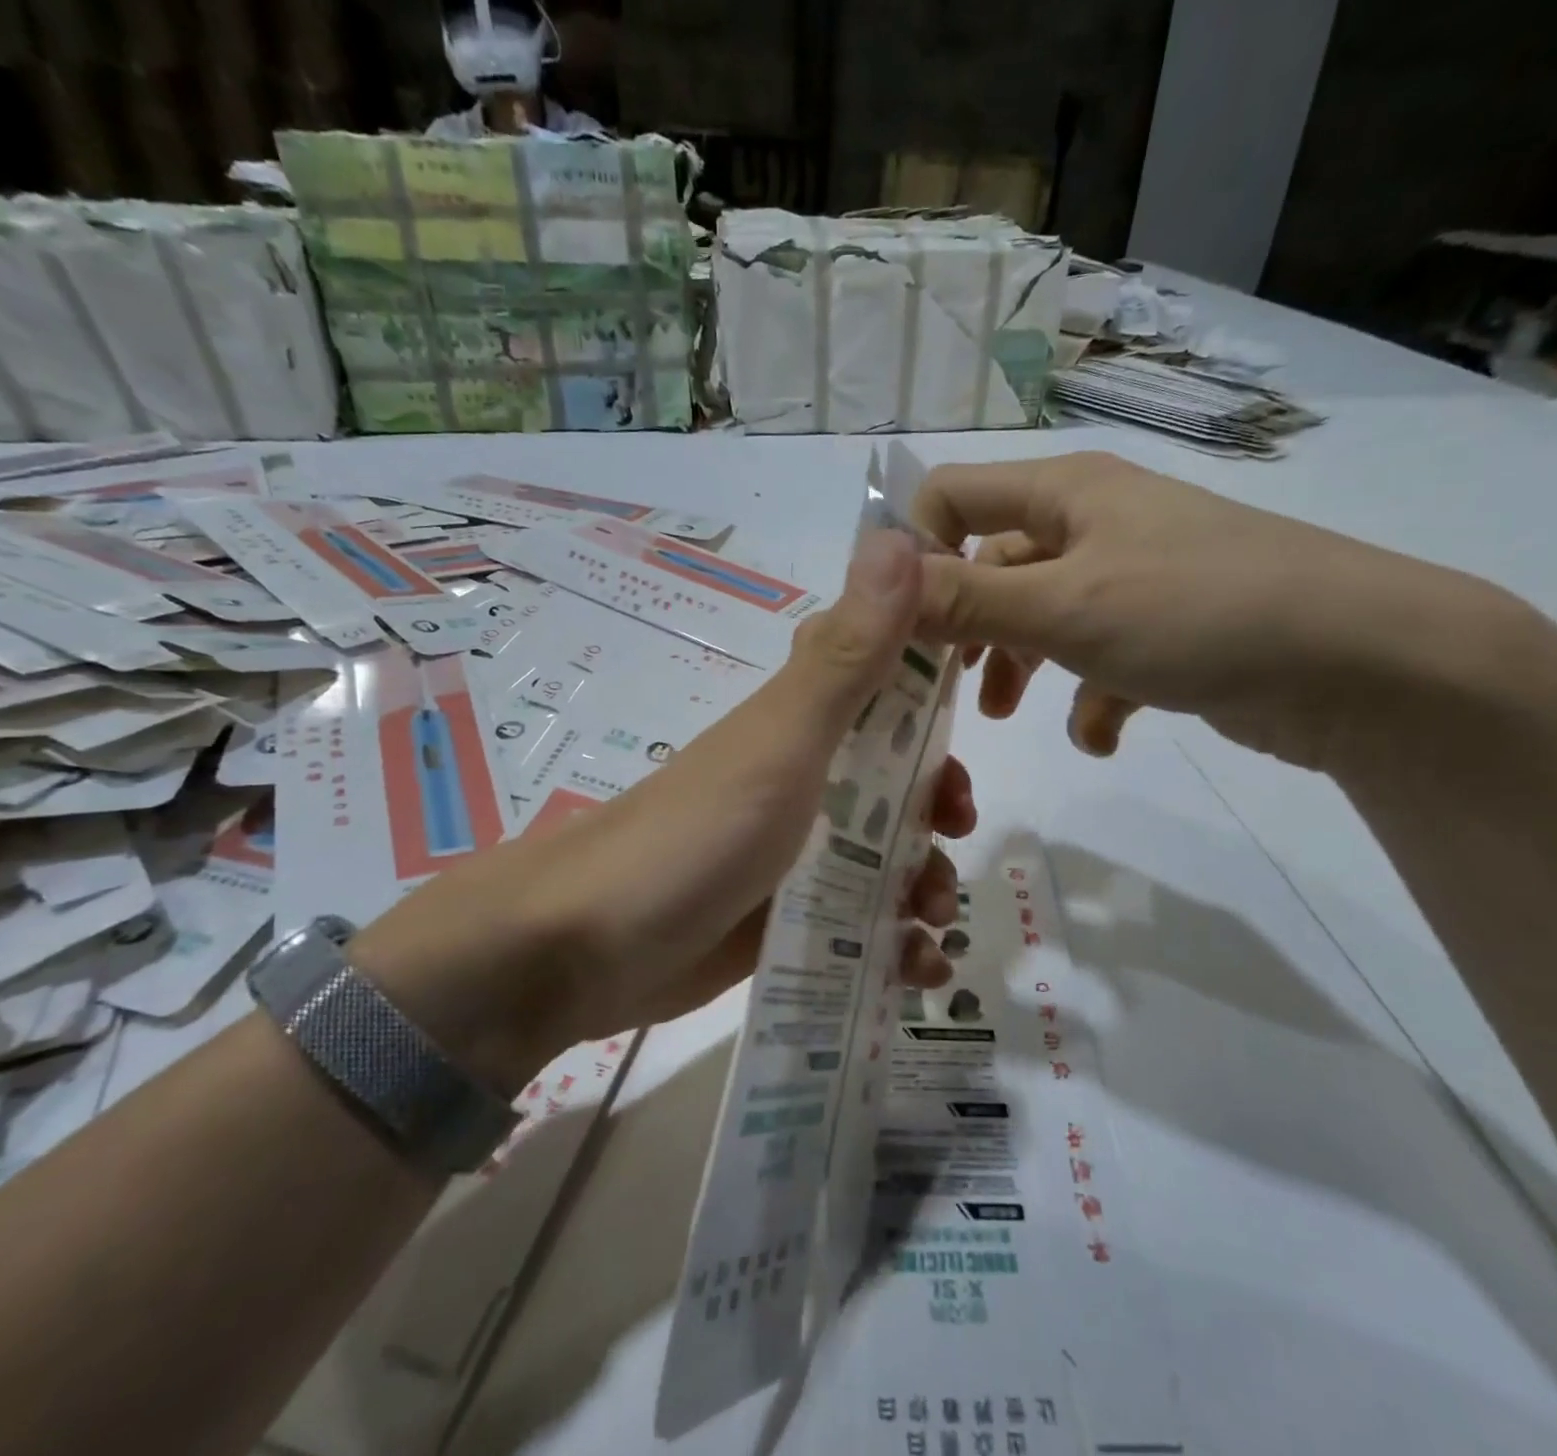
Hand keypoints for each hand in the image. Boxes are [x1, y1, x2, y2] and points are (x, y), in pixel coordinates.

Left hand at [350, 529, 973, 1092]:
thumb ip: (848, 656)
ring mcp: (794, 854)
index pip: (893, 691)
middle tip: (952, 837)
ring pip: (886, 858)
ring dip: (925, 887)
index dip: (939, 704)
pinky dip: (897, 948)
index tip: (976, 732)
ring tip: (929, 929)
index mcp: (807, 726)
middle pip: (899, 782)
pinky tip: (918, 971)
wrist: (579, 952)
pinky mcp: (784, 919)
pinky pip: (860, 926)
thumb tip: (903, 534)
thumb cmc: (694, 836)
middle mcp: (804, 782)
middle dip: (939, 811)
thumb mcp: (782, 743)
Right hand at [913, 451, 1521, 768]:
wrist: (1362, 663)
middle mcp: (1096, 524)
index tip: (894, 622)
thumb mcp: (1064, 607)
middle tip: (943, 683)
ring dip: (1019, 665)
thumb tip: (874, 587)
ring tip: (1010, 716)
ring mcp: (1134, 579)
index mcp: (1067, 493)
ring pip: (1043, 618)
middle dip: (965, 625)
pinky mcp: (1169, 633)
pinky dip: (1091, 699)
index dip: (914, 550)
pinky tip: (1103, 736)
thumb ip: (964, 599)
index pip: (954, 495)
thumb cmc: (1197, 612)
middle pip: (995, 564)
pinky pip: (1102, 660)